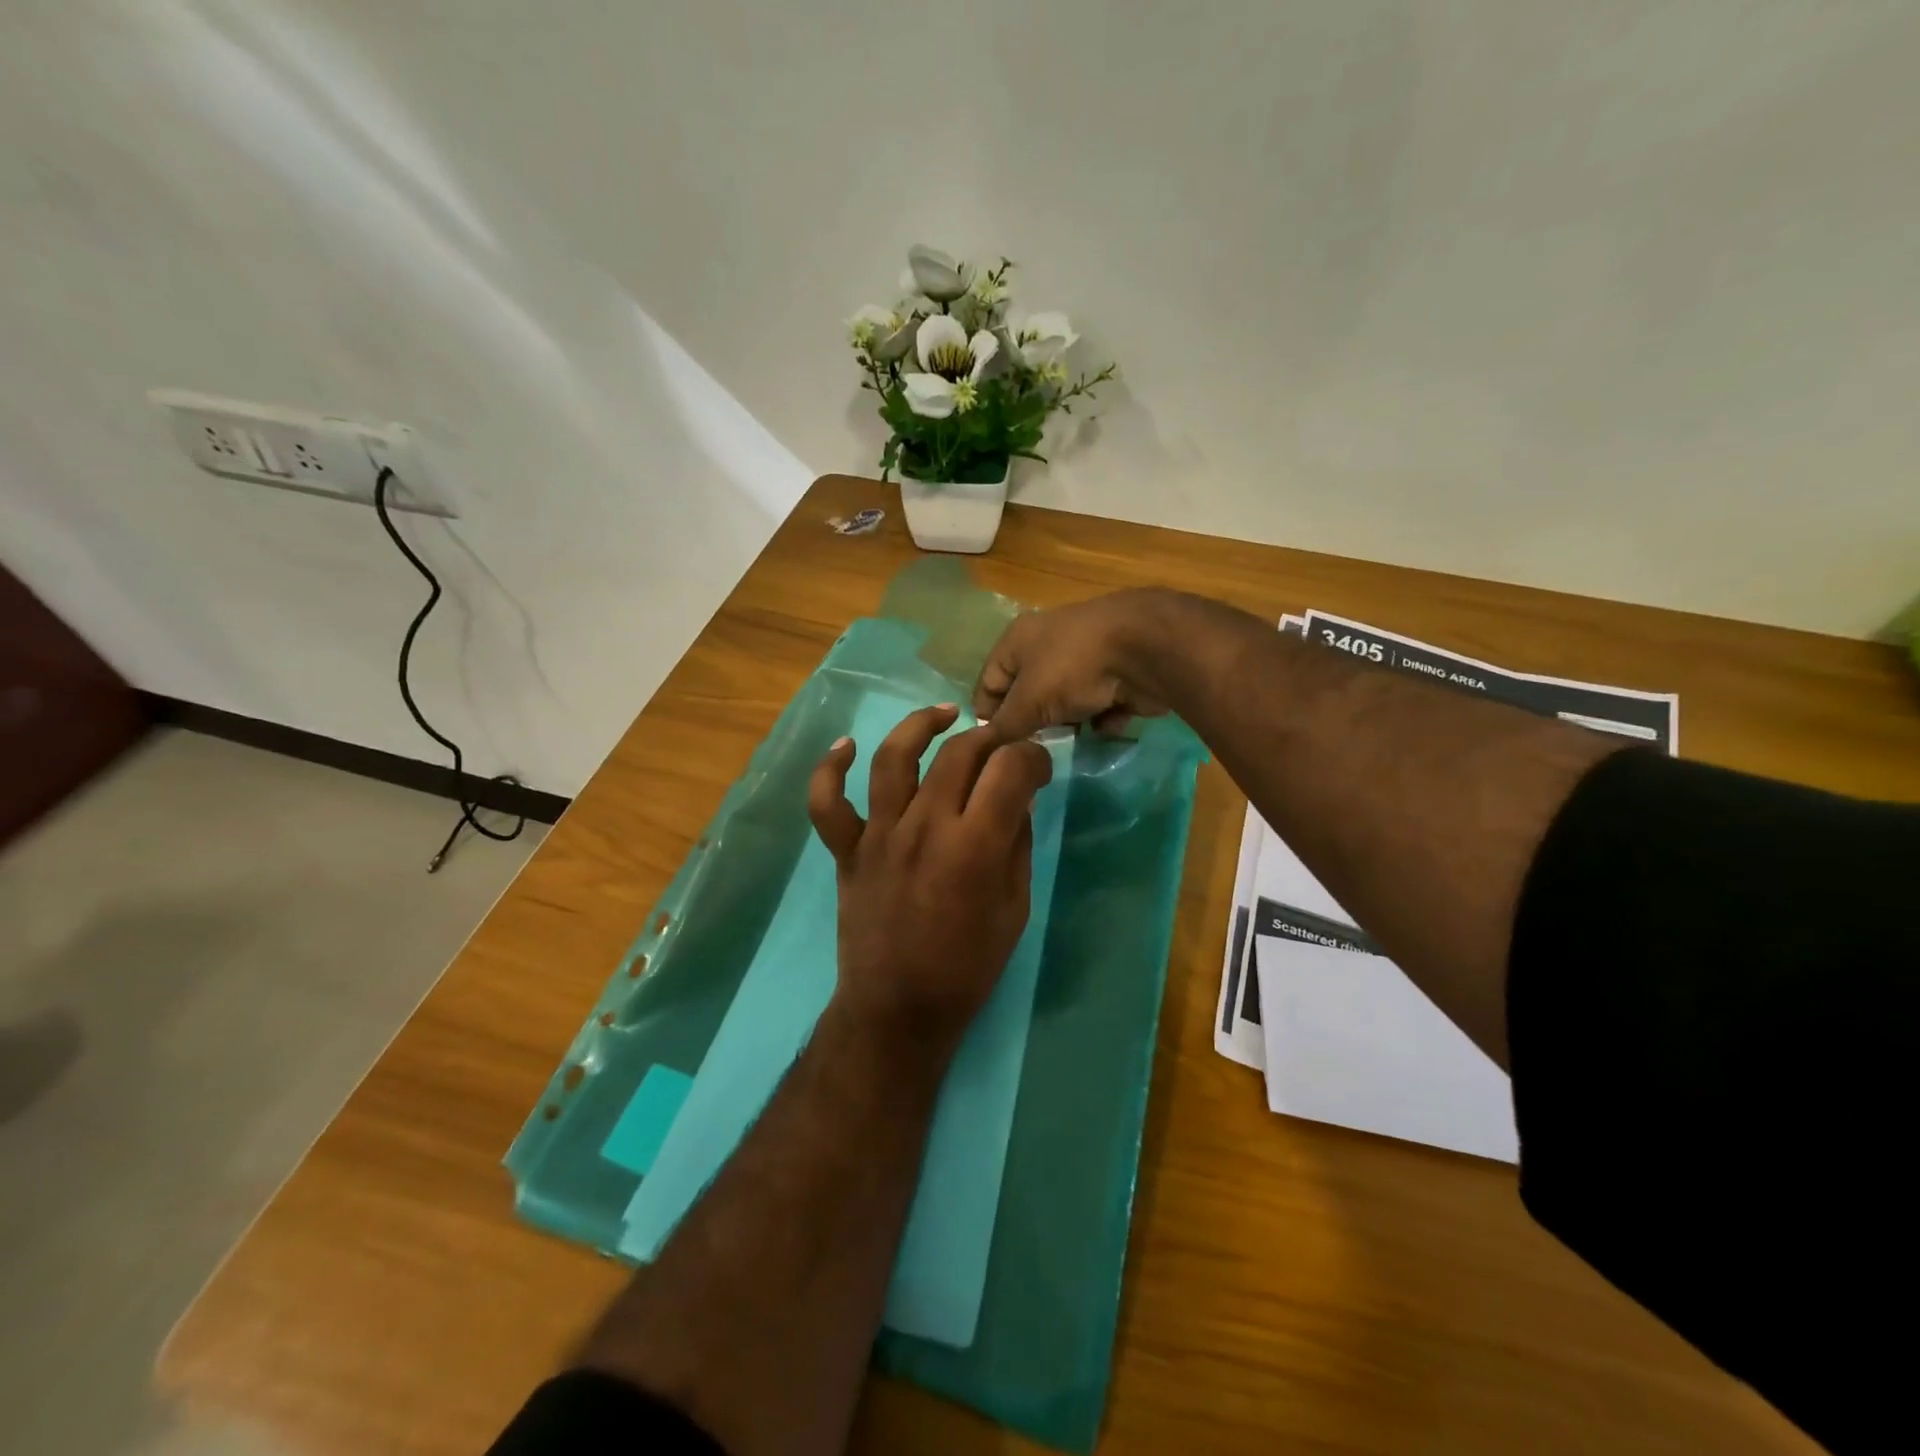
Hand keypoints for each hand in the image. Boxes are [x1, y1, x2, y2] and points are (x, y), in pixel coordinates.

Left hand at [807, 705, 1054, 1051]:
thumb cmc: (967, 967)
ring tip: (944, 715)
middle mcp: (924, 827)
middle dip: (991, 738)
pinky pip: (827, 802)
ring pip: (895, 758)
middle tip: (1003, 746)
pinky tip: (847, 746)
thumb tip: (1016, 799)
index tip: (1038, 766)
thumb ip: (1017, 845)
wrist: (898, 1009)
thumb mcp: (1014, 908)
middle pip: (959, 753)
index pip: (1010, 769)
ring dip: (920, 726)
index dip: (1032, 757)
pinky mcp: (847, 850)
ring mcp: (879, 835)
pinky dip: (830, 769)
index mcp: (974, 846)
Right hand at [973, 589, 1180, 739]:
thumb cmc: (1073, 668)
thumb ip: (1005, 727)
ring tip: (1068, 744)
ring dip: (1068, 724)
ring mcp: (1087, 658)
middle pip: (1029, 693)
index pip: (989, 680)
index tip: (990, 749)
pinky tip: (1105, 727)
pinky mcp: (1120, 673)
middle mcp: (1049, 643)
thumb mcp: (1028, 702)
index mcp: (1018, 639)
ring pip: (1067, 701)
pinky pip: (1101, 704)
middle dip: (1031, 723)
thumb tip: (986, 747)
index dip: (986, 715)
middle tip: (1030, 751)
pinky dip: (1102, 719)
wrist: (1146, 650)